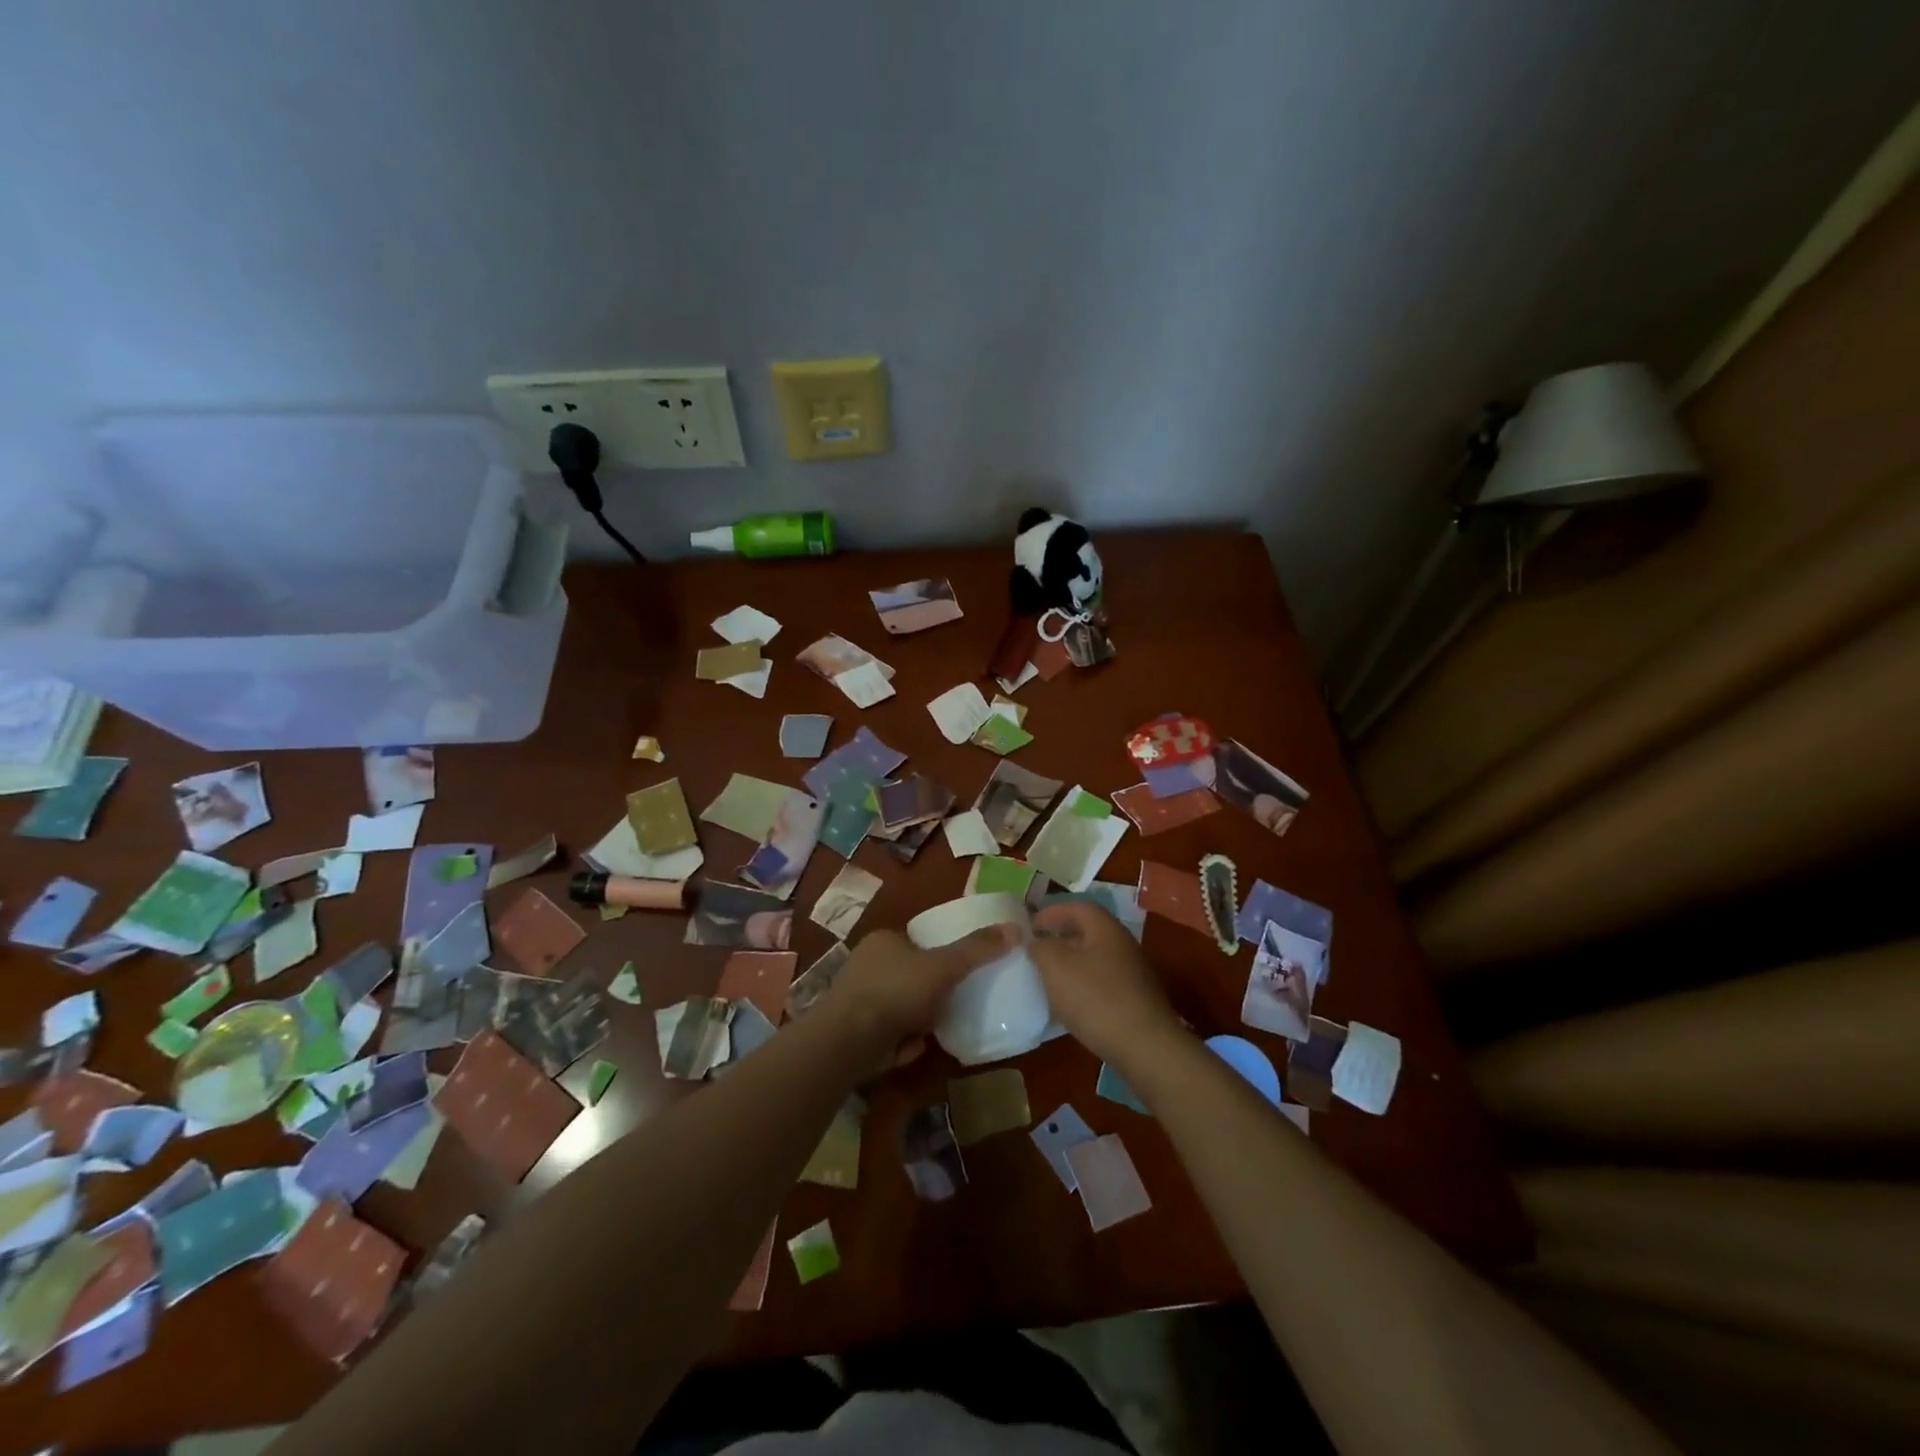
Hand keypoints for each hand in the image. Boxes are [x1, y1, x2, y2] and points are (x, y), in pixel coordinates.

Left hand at [823, 924, 1016, 1060]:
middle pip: (910, 976)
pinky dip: (902, 1042)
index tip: (957, 972)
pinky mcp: (855, 1032)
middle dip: (929, 994)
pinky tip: (912, 1049)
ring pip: (900, 1006)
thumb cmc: (896, 991)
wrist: (848, 1041)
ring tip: (937, 1030)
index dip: (938, 956)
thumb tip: (1016, 930)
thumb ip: (977, 950)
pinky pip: (889, 1033)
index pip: (916, 942)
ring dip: (917, 1020)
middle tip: (951, 1004)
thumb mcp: (944, 966)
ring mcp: (857, 1000)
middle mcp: (866, 966)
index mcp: (883, 941)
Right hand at [1030, 901, 1185, 1075]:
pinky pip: (1103, 981)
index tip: (1030, 926)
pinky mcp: (1136, 1000)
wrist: (1146, 1048)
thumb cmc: (1096, 999)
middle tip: (1036, 950)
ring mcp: (1133, 973)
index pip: (1078, 907)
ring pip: (1095, 958)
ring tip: (1048, 977)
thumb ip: (1041, 947)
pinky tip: (1071, 1004)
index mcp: (1106, 929)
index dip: (1052, 912)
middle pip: (1088, 931)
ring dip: (1071, 963)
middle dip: (1061, 937)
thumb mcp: (1056, 967)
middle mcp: (1123, 944)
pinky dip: (1083, 984)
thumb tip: (1036, 939)